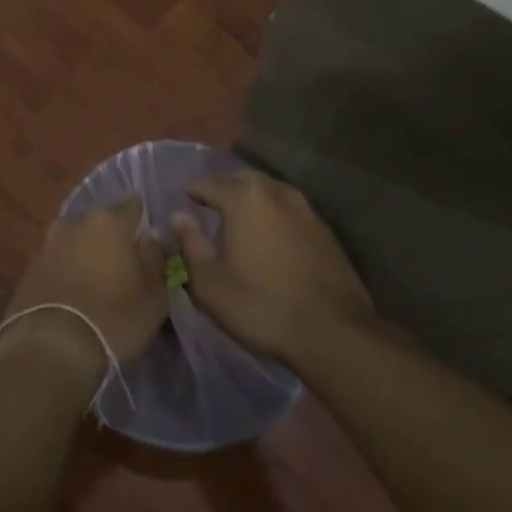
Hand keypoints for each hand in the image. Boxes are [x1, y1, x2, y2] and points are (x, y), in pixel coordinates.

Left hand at [0, 196, 169, 370]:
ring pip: (75, 239)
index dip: (142, 220)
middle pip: (100, 221)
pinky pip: (56, 259)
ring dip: (85, 253)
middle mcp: (75, 222)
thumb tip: (152, 234)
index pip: (132, 205)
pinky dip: (65, 269)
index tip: (147, 241)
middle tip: (121, 265)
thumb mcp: (153, 296)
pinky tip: (72, 293)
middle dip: (111, 237)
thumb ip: (155, 258)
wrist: (50, 349)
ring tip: (95, 282)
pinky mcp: (29, 266)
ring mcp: (48, 243)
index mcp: (108, 221)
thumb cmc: (113, 319)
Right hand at [170, 170, 374, 366]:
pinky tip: (272, 237)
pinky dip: (275, 215)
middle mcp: (275, 191)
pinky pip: (290, 210)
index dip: (192, 192)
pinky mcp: (325, 229)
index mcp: (244, 197)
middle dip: (224, 189)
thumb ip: (190, 243)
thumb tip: (178, 215)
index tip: (183, 202)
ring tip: (240, 219)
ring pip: (269, 192)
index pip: (208, 184)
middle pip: (241, 180)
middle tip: (210, 207)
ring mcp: (305, 208)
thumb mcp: (210, 283)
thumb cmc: (261, 305)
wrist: (333, 332)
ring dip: (252, 200)